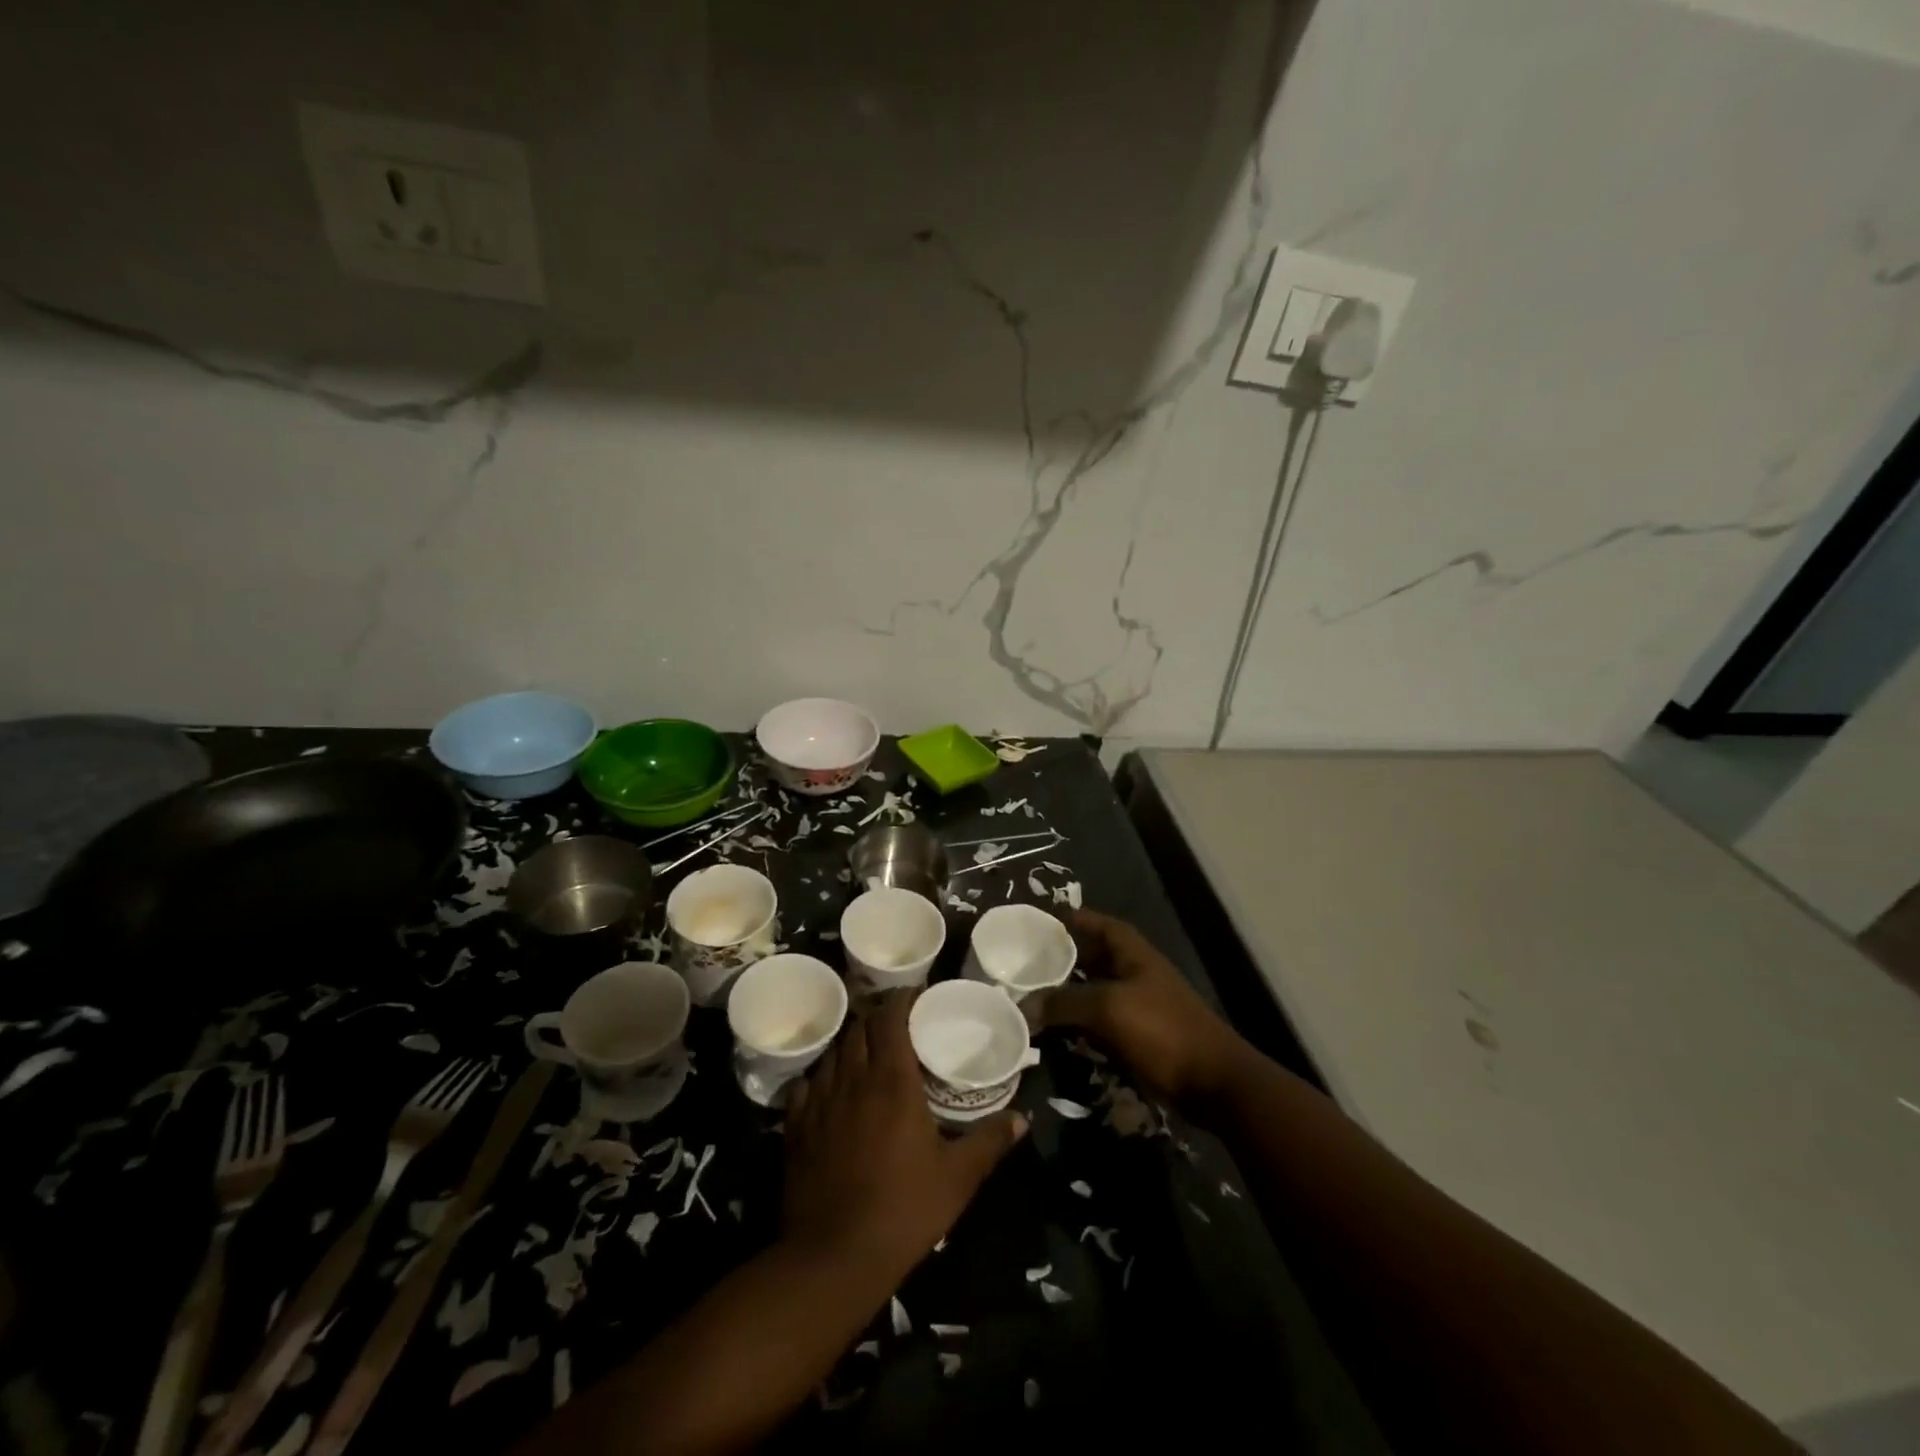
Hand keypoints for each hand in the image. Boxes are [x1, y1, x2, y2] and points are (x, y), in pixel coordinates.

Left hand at [782, 991, 1025, 1278]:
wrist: (833, 1257)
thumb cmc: (903, 1210)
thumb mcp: (957, 1177)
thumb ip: (989, 1142)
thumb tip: (1022, 1120)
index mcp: (893, 1081)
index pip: (891, 1018)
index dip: (902, 999)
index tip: (916, 996)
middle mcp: (854, 1079)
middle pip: (860, 1028)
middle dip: (878, 1017)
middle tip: (897, 1025)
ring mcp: (820, 1101)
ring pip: (833, 1052)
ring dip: (852, 1044)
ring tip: (868, 1053)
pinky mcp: (796, 1127)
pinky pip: (807, 1085)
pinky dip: (821, 1078)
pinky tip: (831, 1090)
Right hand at [1030, 910, 1250, 1111]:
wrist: (1212, 1083)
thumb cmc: (1162, 1029)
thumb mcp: (1108, 1008)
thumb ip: (1064, 1003)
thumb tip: (1023, 1006)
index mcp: (1133, 953)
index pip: (1099, 924)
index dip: (1074, 919)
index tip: (1041, 920)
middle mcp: (1134, 974)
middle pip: (1093, 958)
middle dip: (1061, 960)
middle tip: (1024, 962)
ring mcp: (1137, 1007)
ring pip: (1093, 993)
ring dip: (1066, 996)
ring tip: (1029, 995)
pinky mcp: (1136, 1038)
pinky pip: (1099, 1024)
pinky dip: (1078, 1025)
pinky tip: (1053, 1031)